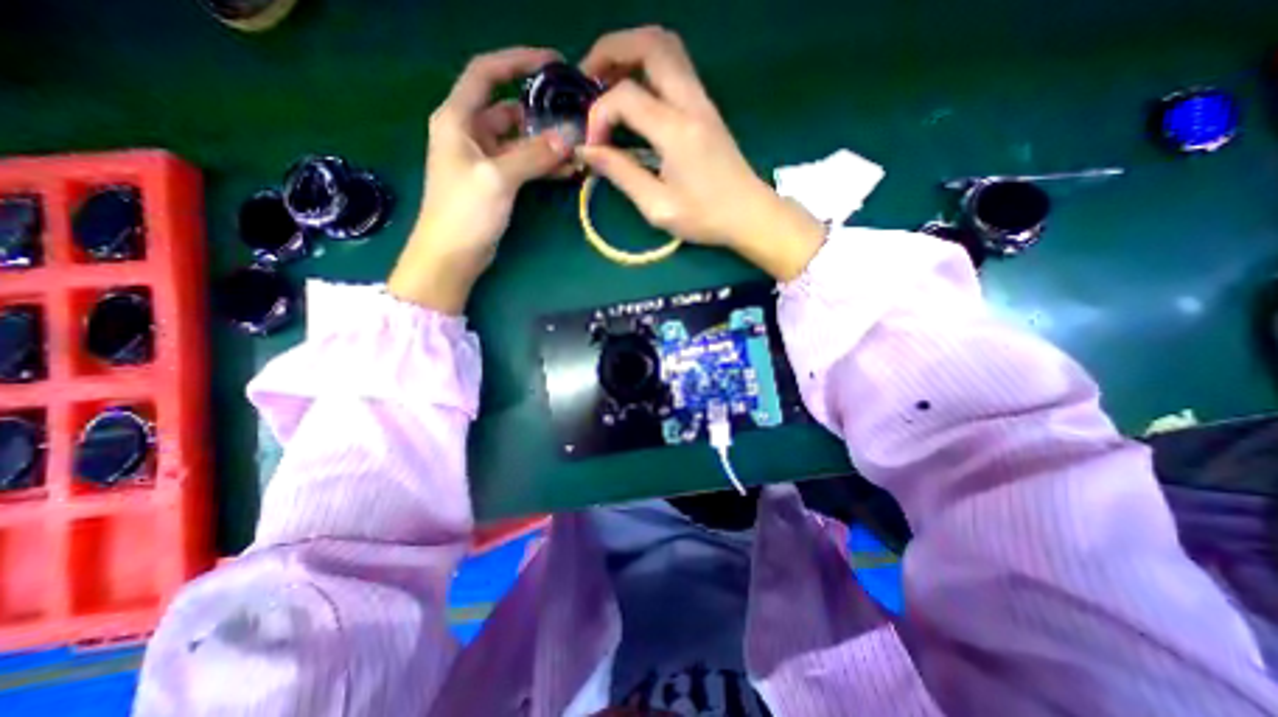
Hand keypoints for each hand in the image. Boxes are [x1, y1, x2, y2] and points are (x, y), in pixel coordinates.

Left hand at [386, 45, 571, 310]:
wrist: (452, 255)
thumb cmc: (464, 212)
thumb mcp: (497, 178)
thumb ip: (533, 156)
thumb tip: (566, 141)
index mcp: (458, 119)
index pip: (486, 74)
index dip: (516, 61)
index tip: (551, 62)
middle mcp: (470, 133)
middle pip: (509, 110)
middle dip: (540, 113)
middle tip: (574, 117)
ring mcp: (484, 160)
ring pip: (520, 141)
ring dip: (546, 144)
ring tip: (577, 148)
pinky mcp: (496, 182)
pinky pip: (523, 165)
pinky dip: (542, 165)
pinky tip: (566, 170)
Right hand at [574, 29, 822, 280]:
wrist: (749, 215)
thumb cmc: (705, 218)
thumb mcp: (658, 206)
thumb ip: (621, 174)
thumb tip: (587, 151)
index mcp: (676, 131)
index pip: (625, 96)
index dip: (599, 115)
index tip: (593, 146)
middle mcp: (691, 103)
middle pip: (649, 44)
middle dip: (610, 51)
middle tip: (587, 79)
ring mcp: (702, 100)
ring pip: (665, 46)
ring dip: (631, 52)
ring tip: (607, 80)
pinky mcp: (706, 107)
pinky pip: (675, 65)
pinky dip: (648, 66)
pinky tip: (634, 92)